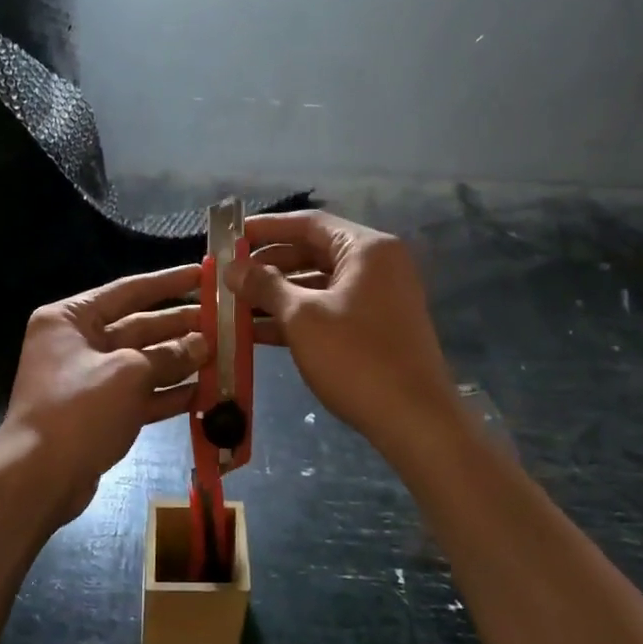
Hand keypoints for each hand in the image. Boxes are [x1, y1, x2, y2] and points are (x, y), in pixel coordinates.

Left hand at [0, 263, 206, 526]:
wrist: (39, 479)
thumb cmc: (79, 410)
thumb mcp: (128, 374)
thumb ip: (169, 355)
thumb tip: (202, 344)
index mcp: (71, 319)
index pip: (127, 290)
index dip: (168, 282)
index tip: (203, 274)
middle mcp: (77, 343)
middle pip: (138, 327)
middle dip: (180, 327)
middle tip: (223, 322)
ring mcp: (89, 381)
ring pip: (143, 363)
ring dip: (180, 362)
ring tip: (222, 356)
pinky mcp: (99, 414)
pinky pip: (140, 395)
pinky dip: (168, 394)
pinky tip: (205, 393)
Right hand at [229, 211, 458, 456]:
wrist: (414, 420)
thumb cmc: (356, 357)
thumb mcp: (302, 318)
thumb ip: (265, 286)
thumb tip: (232, 267)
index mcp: (366, 249)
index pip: (309, 223)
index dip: (266, 228)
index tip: (231, 236)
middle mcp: (377, 265)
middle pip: (313, 252)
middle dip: (268, 265)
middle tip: (228, 275)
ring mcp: (378, 298)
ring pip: (318, 285)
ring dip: (277, 295)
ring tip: (234, 305)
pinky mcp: (375, 328)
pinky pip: (328, 310)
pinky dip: (296, 317)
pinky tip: (257, 332)